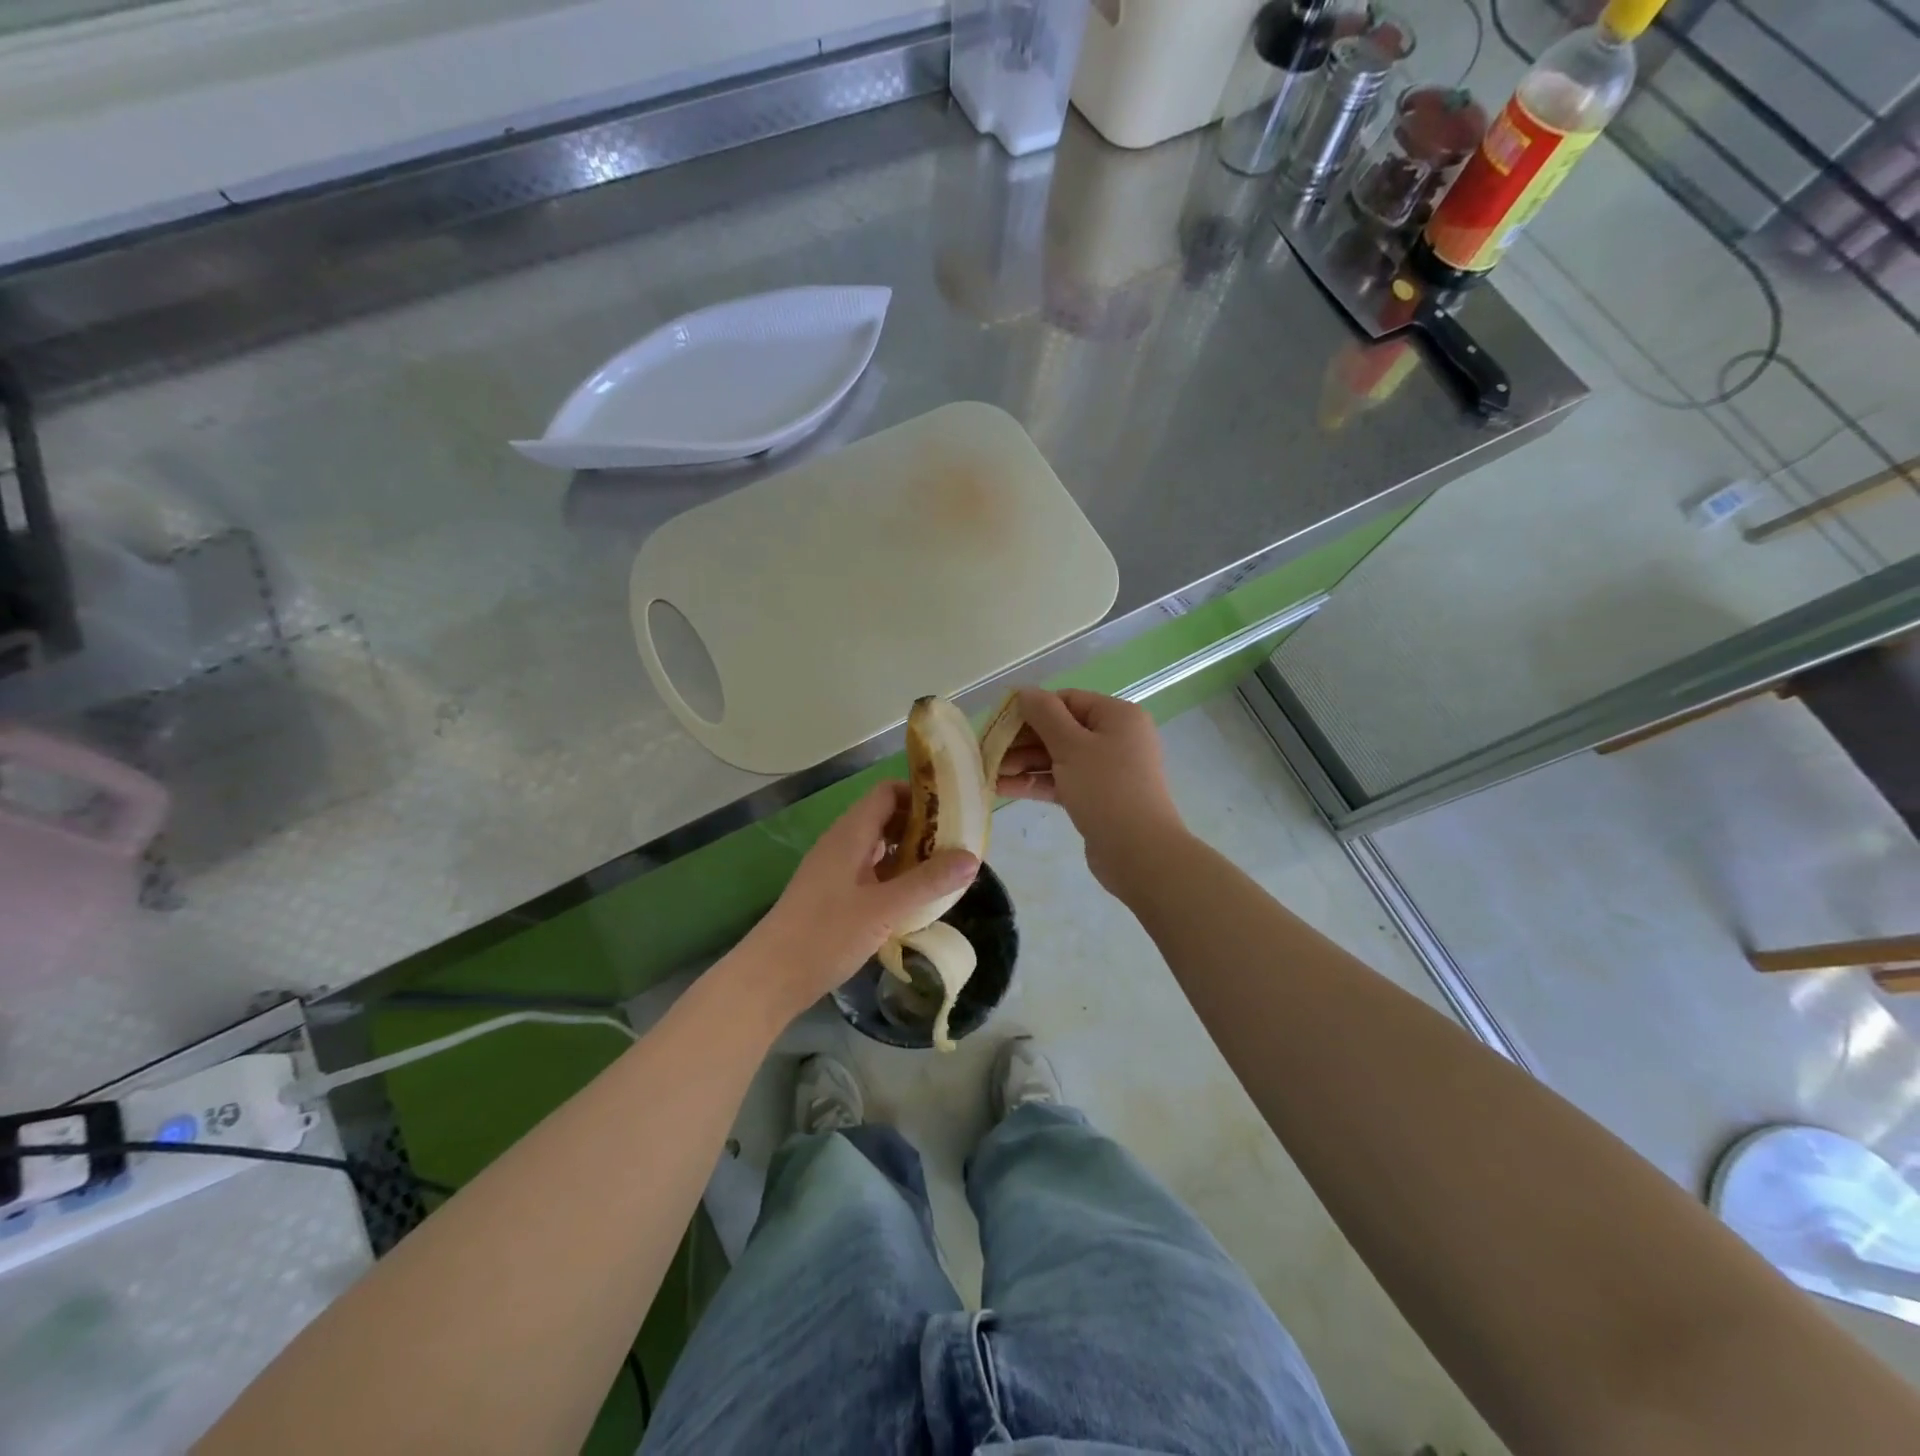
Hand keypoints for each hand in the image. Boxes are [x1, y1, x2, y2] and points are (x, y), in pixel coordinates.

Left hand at [739, 781, 977, 1021]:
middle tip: (957, 845)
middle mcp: (842, 844)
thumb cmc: (825, 934)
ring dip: (910, 855)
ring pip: (879, 848)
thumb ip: (928, 882)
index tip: (953, 810)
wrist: (771, 977)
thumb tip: (973, 857)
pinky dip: (895, 877)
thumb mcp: (884, 909)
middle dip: (922, 827)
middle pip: (885, 819)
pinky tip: (915, 900)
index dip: (920, 795)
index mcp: (850, 834)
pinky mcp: (833, 896)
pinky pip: (871, 873)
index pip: (887, 793)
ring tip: (944, 872)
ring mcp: (835, 871)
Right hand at [996, 688, 1185, 894]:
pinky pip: (1062, 781)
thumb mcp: (1071, 746)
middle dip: (1023, 741)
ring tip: (990, 773)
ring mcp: (1107, 770)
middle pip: (1060, 729)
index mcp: (1117, 716)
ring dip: (1024, 763)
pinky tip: (1004, 788)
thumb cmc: (1106, 789)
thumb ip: (1044, 715)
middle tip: (989, 752)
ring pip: (1058, 758)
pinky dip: (1036, 782)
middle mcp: (1115, 738)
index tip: (999, 723)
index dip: (1032, 709)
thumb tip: (1024, 691)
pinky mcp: (1097, 797)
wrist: (1138, 851)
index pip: (1067, 700)